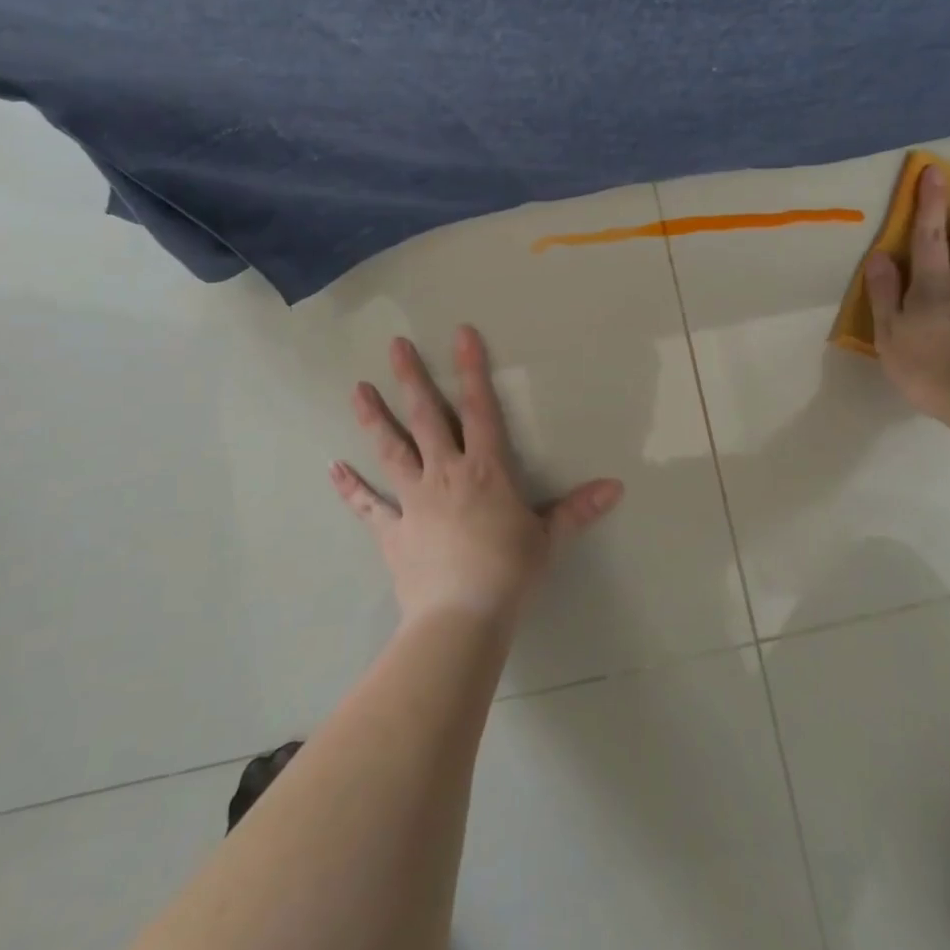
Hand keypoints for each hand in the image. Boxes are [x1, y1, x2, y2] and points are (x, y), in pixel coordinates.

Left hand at [329, 326, 623, 625]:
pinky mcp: (392, 530)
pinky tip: (332, 468)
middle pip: (425, 418)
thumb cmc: (510, 572)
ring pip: (391, 450)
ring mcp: (413, 500)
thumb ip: (577, 509)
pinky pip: (368, 505)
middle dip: (411, 379)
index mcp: (484, 470)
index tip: (461, 334)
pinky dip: (350, 487)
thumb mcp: (549, 538)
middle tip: (395, 345)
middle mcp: (444, 474)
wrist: (462, 616)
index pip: (479, 409)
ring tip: (357, 390)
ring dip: (374, 419)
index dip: (472, 370)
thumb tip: (617, 487)